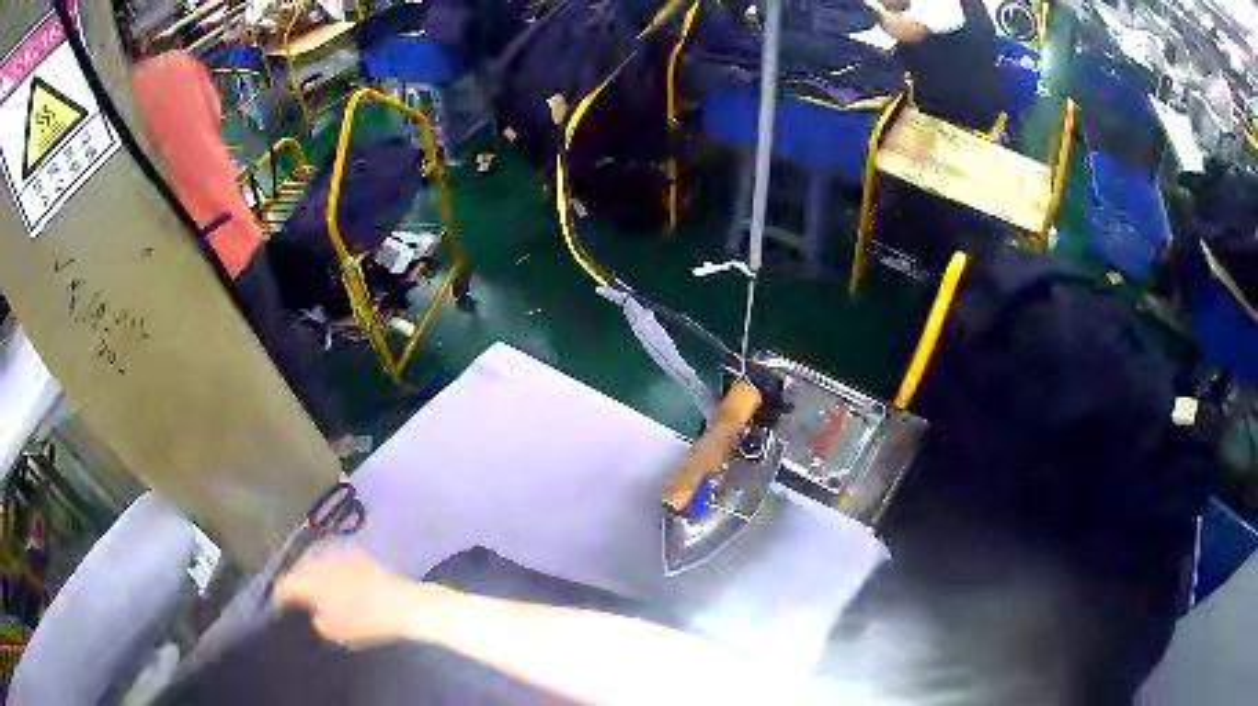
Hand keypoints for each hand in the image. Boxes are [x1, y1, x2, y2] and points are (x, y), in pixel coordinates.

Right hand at [273, 548, 435, 648]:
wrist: (404, 604)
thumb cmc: (366, 622)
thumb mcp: (334, 631)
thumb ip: (316, 621)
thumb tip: (313, 615)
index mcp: (308, 579)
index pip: (284, 585)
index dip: (278, 597)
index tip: (276, 608)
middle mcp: (319, 561)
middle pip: (297, 568)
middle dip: (293, 581)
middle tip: (292, 598)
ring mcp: (339, 554)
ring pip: (315, 562)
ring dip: (311, 573)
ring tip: (312, 589)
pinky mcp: (358, 555)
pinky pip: (334, 560)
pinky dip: (329, 570)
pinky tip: (334, 581)